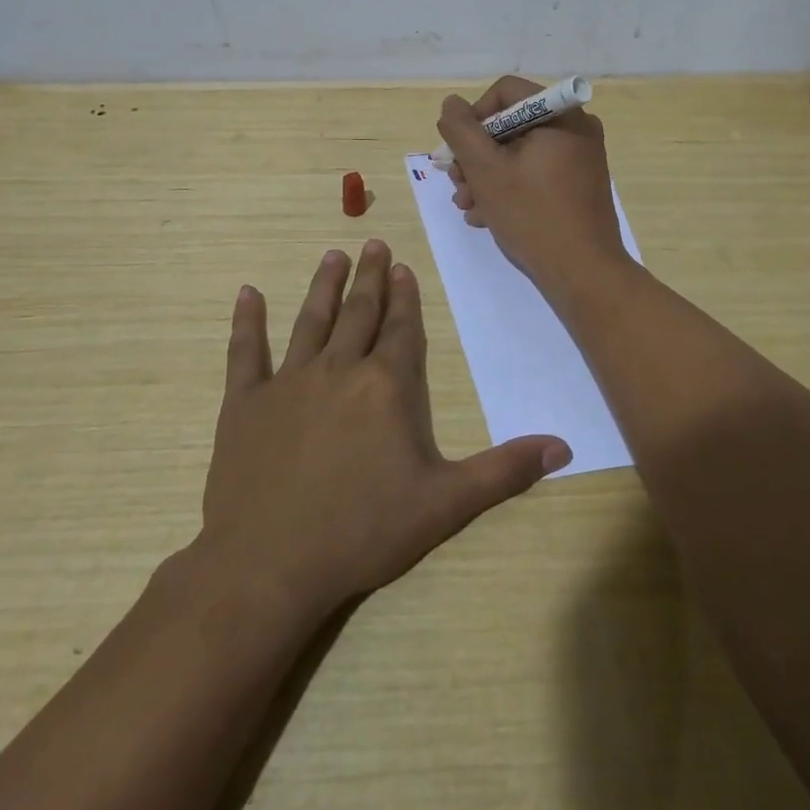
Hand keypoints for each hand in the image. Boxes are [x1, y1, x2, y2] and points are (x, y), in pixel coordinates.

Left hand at [200, 239, 571, 615]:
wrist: (267, 565)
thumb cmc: (362, 532)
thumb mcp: (445, 505)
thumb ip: (504, 471)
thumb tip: (564, 447)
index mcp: (386, 386)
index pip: (401, 329)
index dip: (406, 298)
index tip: (403, 267)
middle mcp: (339, 369)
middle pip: (359, 312)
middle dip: (369, 277)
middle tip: (372, 244)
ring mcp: (288, 382)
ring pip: (311, 320)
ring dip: (324, 286)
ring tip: (333, 255)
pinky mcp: (245, 403)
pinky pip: (246, 351)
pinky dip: (247, 321)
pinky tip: (247, 292)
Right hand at [437, 76, 631, 294]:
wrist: (583, 273)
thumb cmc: (532, 215)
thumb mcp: (486, 170)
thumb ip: (462, 131)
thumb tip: (452, 104)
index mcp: (560, 115)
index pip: (505, 92)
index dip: (474, 117)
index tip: (459, 152)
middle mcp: (576, 128)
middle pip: (511, 125)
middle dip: (477, 155)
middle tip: (457, 185)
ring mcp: (581, 159)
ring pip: (521, 153)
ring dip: (487, 177)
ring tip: (467, 207)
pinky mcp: (579, 185)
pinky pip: (537, 173)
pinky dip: (510, 188)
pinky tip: (487, 216)